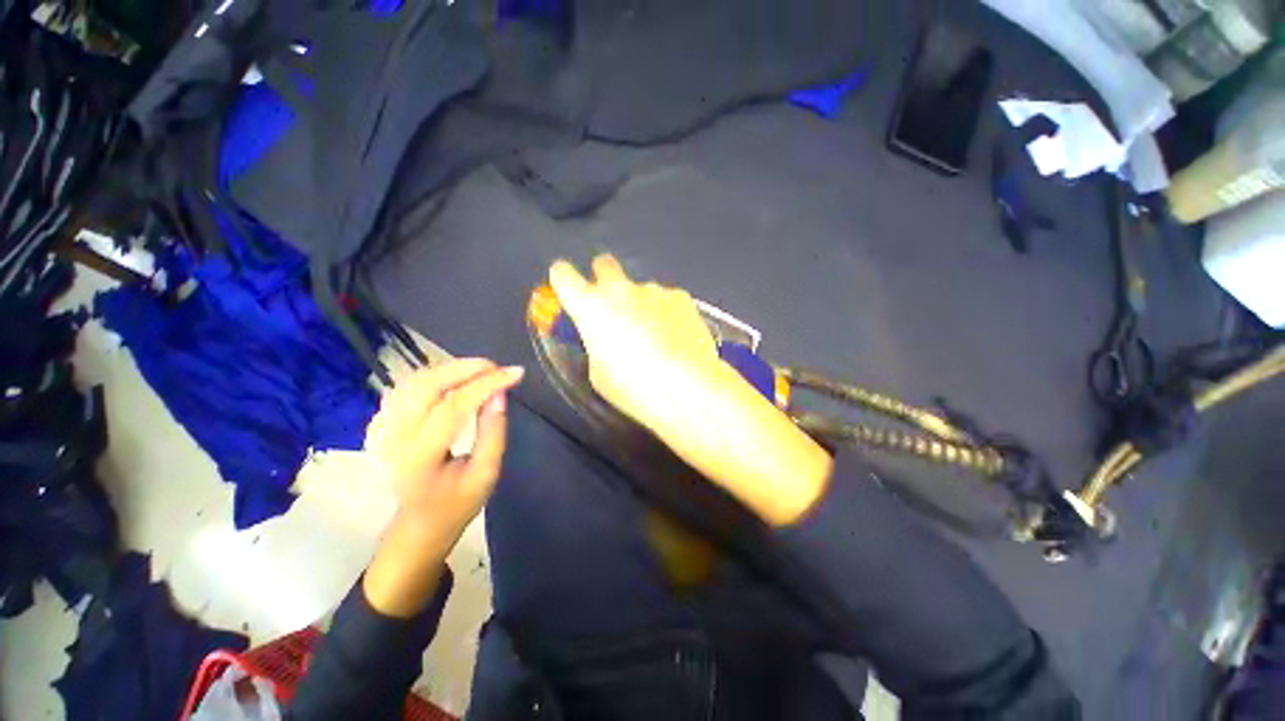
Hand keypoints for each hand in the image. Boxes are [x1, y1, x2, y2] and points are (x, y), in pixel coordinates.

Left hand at [362, 360, 522, 616]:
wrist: (419, 524)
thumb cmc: (457, 503)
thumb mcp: (486, 473)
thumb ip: (493, 432)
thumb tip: (499, 393)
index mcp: (420, 457)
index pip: (453, 406)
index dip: (487, 384)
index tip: (516, 373)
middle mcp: (395, 437)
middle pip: (427, 385)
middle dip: (467, 368)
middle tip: (498, 368)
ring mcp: (383, 429)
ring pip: (414, 380)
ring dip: (451, 368)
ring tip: (483, 371)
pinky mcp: (382, 423)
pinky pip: (407, 387)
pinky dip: (435, 376)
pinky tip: (455, 379)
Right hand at [549, 255, 830, 525]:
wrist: (687, 387)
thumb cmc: (633, 387)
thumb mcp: (599, 372)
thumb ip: (596, 344)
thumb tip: (605, 336)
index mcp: (590, 307)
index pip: (563, 274)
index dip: (563, 279)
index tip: (568, 289)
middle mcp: (620, 289)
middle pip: (604, 264)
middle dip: (602, 278)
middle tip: (612, 304)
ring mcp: (654, 290)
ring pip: (639, 288)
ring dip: (640, 303)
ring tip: (657, 335)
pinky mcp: (681, 297)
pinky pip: (665, 299)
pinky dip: (666, 312)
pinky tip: (676, 336)